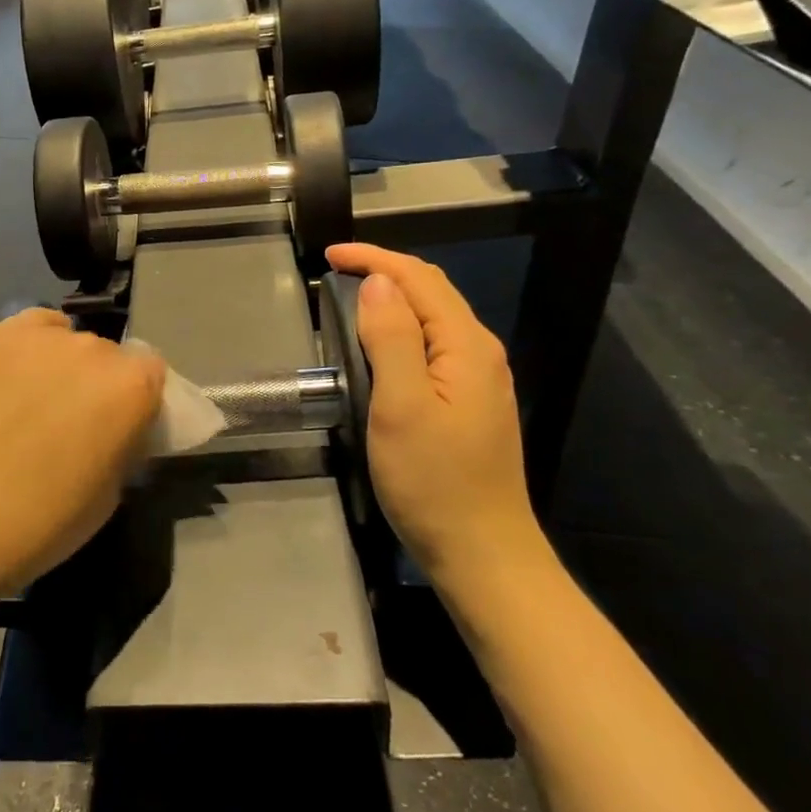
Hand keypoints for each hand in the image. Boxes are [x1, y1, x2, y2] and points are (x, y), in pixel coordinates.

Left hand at [0, 309, 165, 620]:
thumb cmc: (37, 524)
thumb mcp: (108, 496)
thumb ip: (123, 444)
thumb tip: (116, 428)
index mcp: (130, 388)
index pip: (153, 373)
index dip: (139, 400)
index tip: (121, 428)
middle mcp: (93, 349)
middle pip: (110, 355)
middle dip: (100, 383)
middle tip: (74, 421)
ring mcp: (41, 337)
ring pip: (70, 341)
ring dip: (65, 366)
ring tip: (32, 402)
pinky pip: (32, 329)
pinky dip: (32, 347)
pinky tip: (13, 379)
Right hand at [325, 244, 544, 597]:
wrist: (482, 555)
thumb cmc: (434, 483)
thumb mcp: (401, 407)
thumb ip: (391, 338)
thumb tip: (378, 282)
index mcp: (466, 346)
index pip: (418, 279)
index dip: (373, 259)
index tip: (327, 256)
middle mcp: (480, 352)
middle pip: (432, 291)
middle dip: (384, 270)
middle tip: (334, 272)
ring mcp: (479, 379)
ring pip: (434, 317)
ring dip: (394, 297)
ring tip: (350, 297)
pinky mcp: (470, 402)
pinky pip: (434, 343)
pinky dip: (403, 327)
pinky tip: (381, 341)